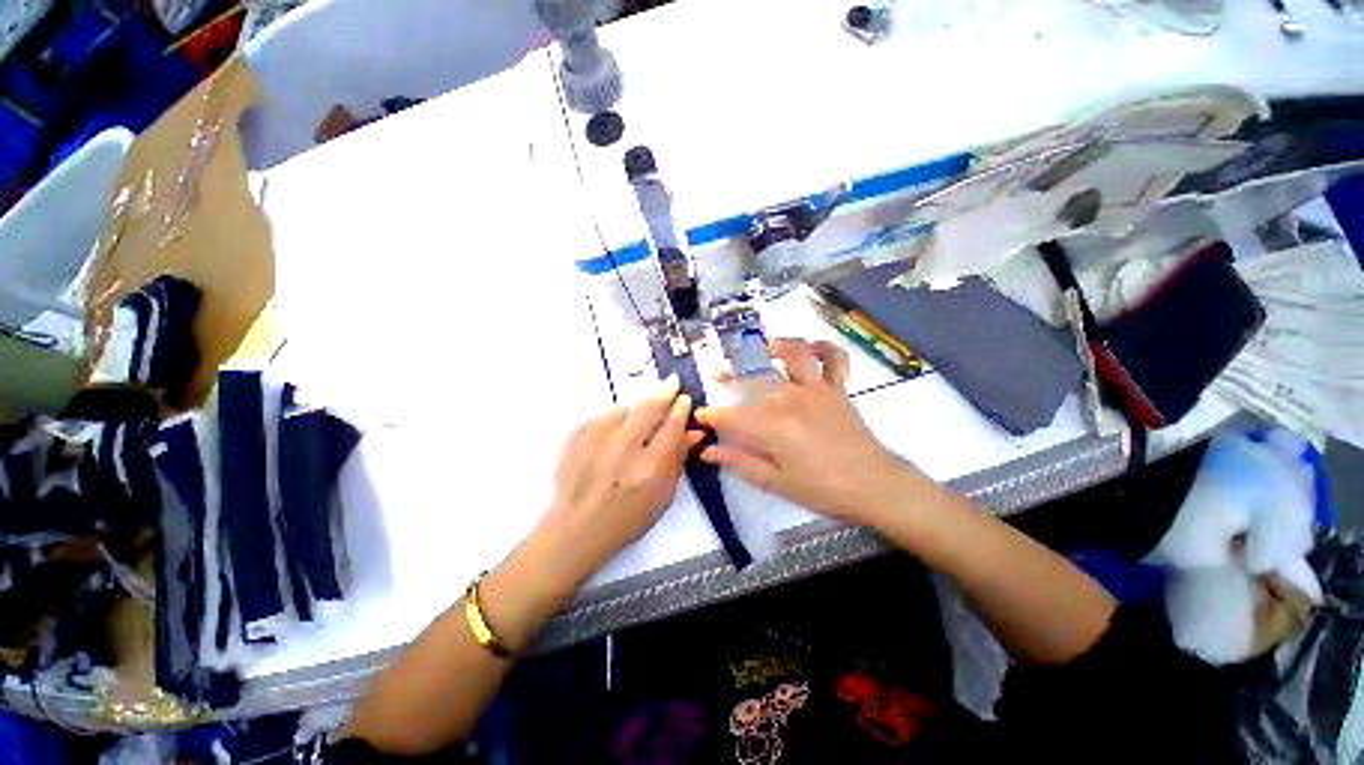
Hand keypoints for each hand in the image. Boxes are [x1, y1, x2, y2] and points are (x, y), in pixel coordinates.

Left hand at [539, 375, 701, 582]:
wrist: (577, 529)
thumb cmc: (627, 518)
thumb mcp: (662, 496)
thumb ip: (677, 460)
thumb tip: (693, 432)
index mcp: (649, 467)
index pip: (671, 427)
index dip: (680, 409)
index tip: (684, 399)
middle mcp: (623, 448)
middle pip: (649, 408)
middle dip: (664, 392)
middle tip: (672, 383)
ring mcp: (594, 441)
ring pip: (622, 409)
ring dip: (634, 411)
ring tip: (635, 423)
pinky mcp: (574, 438)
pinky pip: (599, 418)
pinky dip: (609, 422)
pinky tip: (612, 435)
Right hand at [697, 338, 910, 523]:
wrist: (873, 485)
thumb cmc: (822, 488)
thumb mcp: (775, 482)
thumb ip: (739, 462)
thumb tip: (708, 451)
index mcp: (771, 426)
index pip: (730, 416)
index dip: (710, 415)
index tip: (700, 416)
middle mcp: (789, 399)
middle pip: (754, 374)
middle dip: (730, 371)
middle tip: (720, 374)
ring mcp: (815, 389)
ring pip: (792, 353)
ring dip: (773, 345)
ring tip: (760, 349)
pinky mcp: (837, 388)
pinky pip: (833, 358)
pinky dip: (824, 348)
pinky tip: (810, 349)